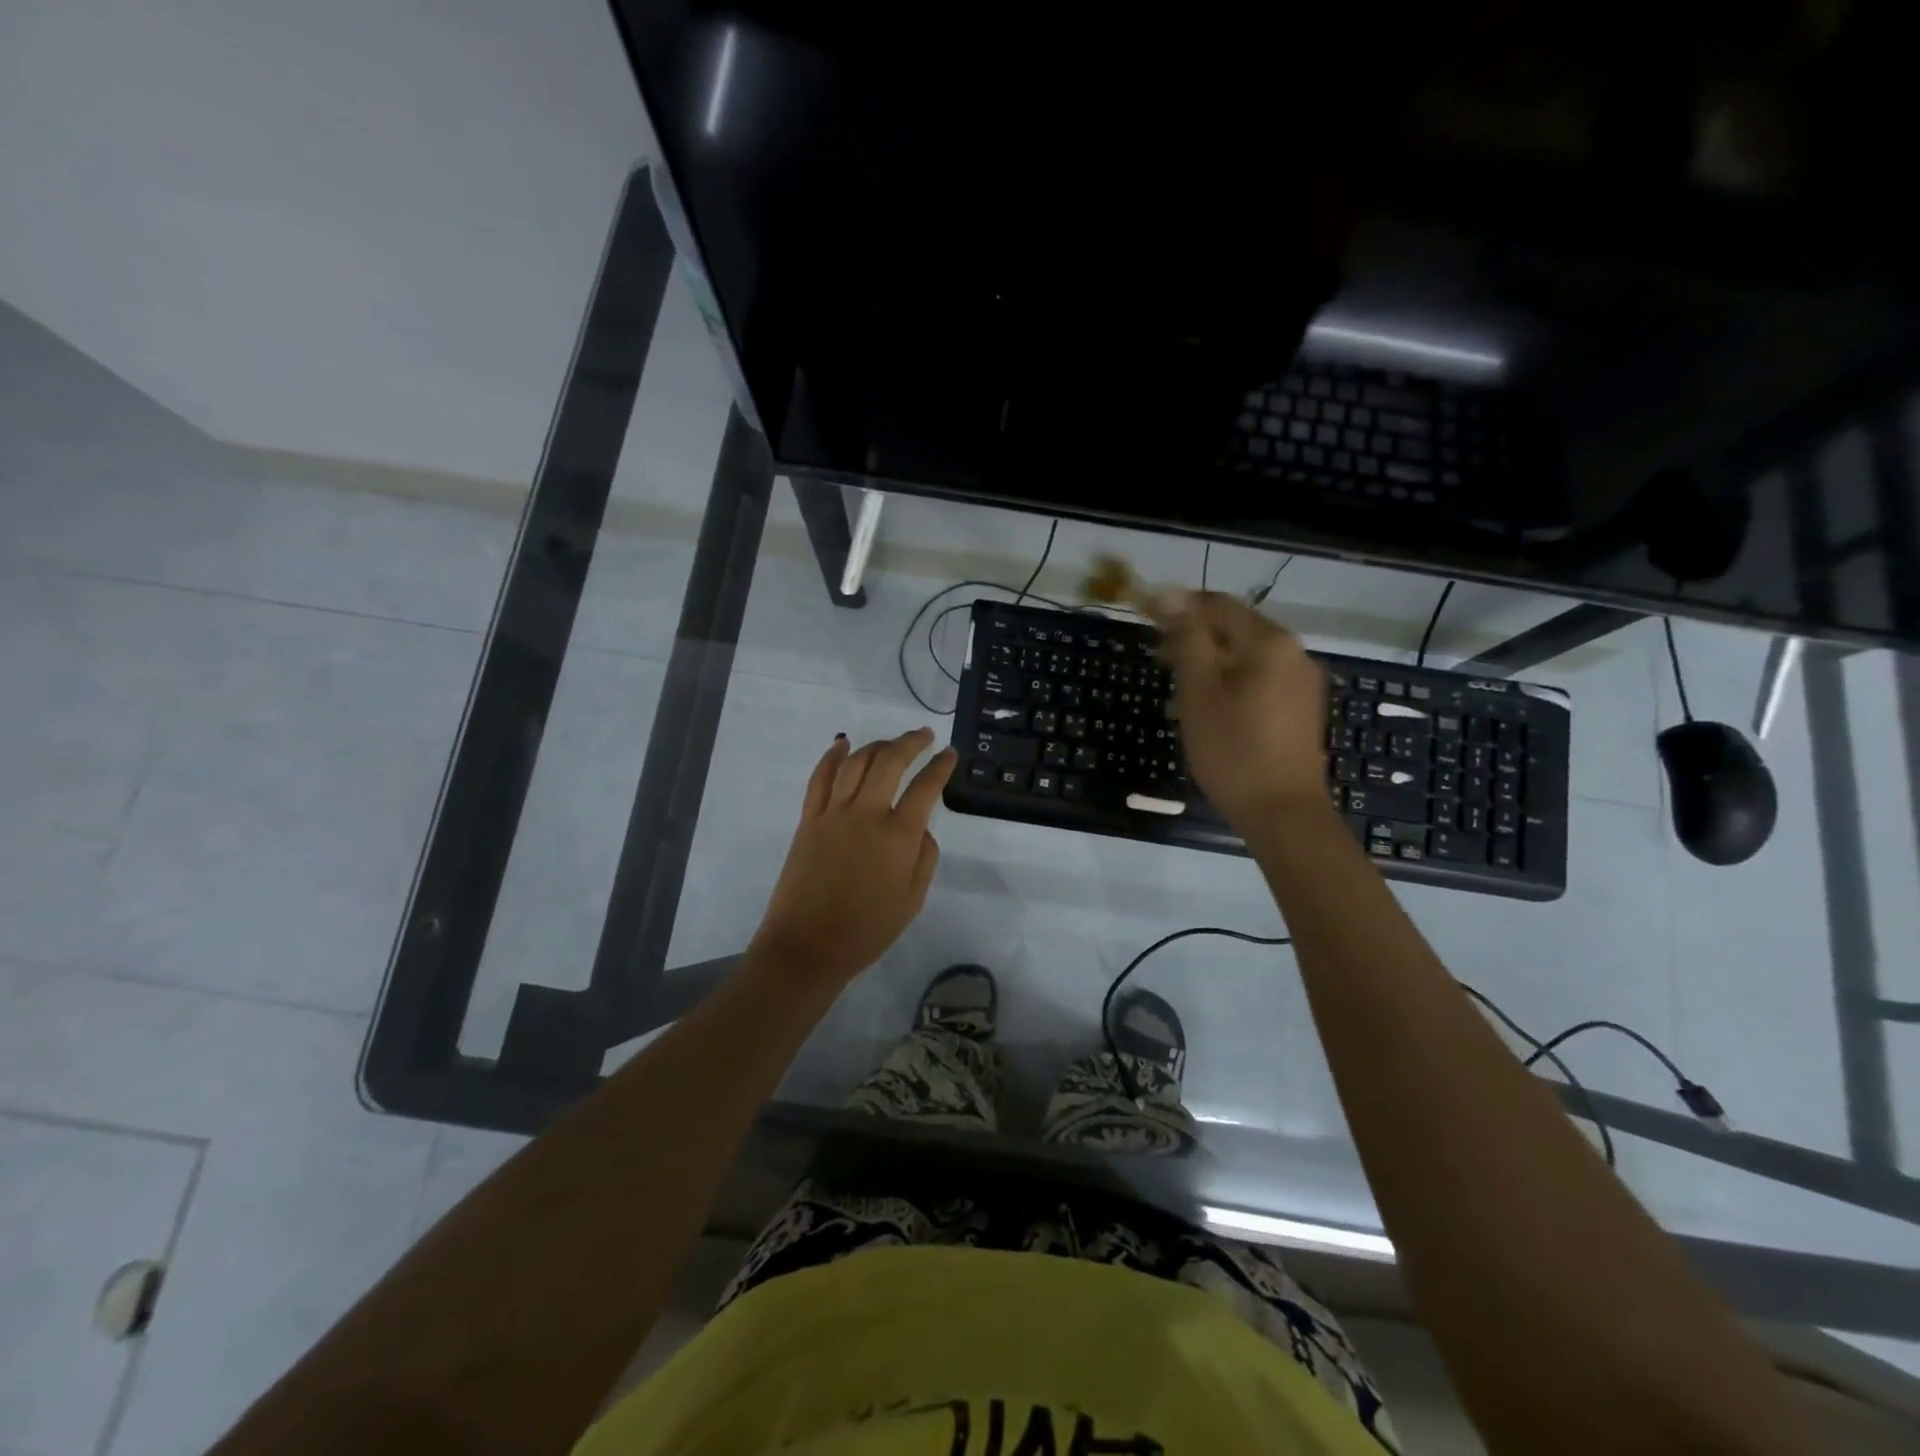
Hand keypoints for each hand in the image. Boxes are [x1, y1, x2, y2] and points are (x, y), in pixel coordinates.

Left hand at [750, 728, 956, 989]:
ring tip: (890, 743)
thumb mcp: (912, 901)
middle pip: (890, 762)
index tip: (949, 754)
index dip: (940, 766)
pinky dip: (832, 757)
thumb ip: (924, 858)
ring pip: (856, 763)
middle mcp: (866, 814)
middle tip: (924, 736)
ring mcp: (833, 813)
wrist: (807, 947)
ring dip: (877, 746)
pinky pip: (820, 778)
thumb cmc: (866, 931)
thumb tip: (920, 827)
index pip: (925, 787)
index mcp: (898, 836)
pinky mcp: (808, 820)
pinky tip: (842, 744)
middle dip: (910, 742)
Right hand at [1153, 590, 1328, 828]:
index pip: (1217, 605)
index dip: (1178, 608)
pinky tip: (1211, 710)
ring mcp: (1303, 682)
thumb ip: (1187, 639)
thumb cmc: (1233, 750)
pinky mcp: (1303, 708)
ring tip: (1179, 691)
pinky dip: (1231, 683)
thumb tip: (1170, 595)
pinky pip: (1261, 680)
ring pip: (1247, 657)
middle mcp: (1294, 652)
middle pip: (1235, 629)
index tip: (1145, 621)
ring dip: (1211, 664)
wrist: (1282, 813)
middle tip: (1158, 661)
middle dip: (1194, 639)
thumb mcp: (1199, 691)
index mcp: (1269, 641)